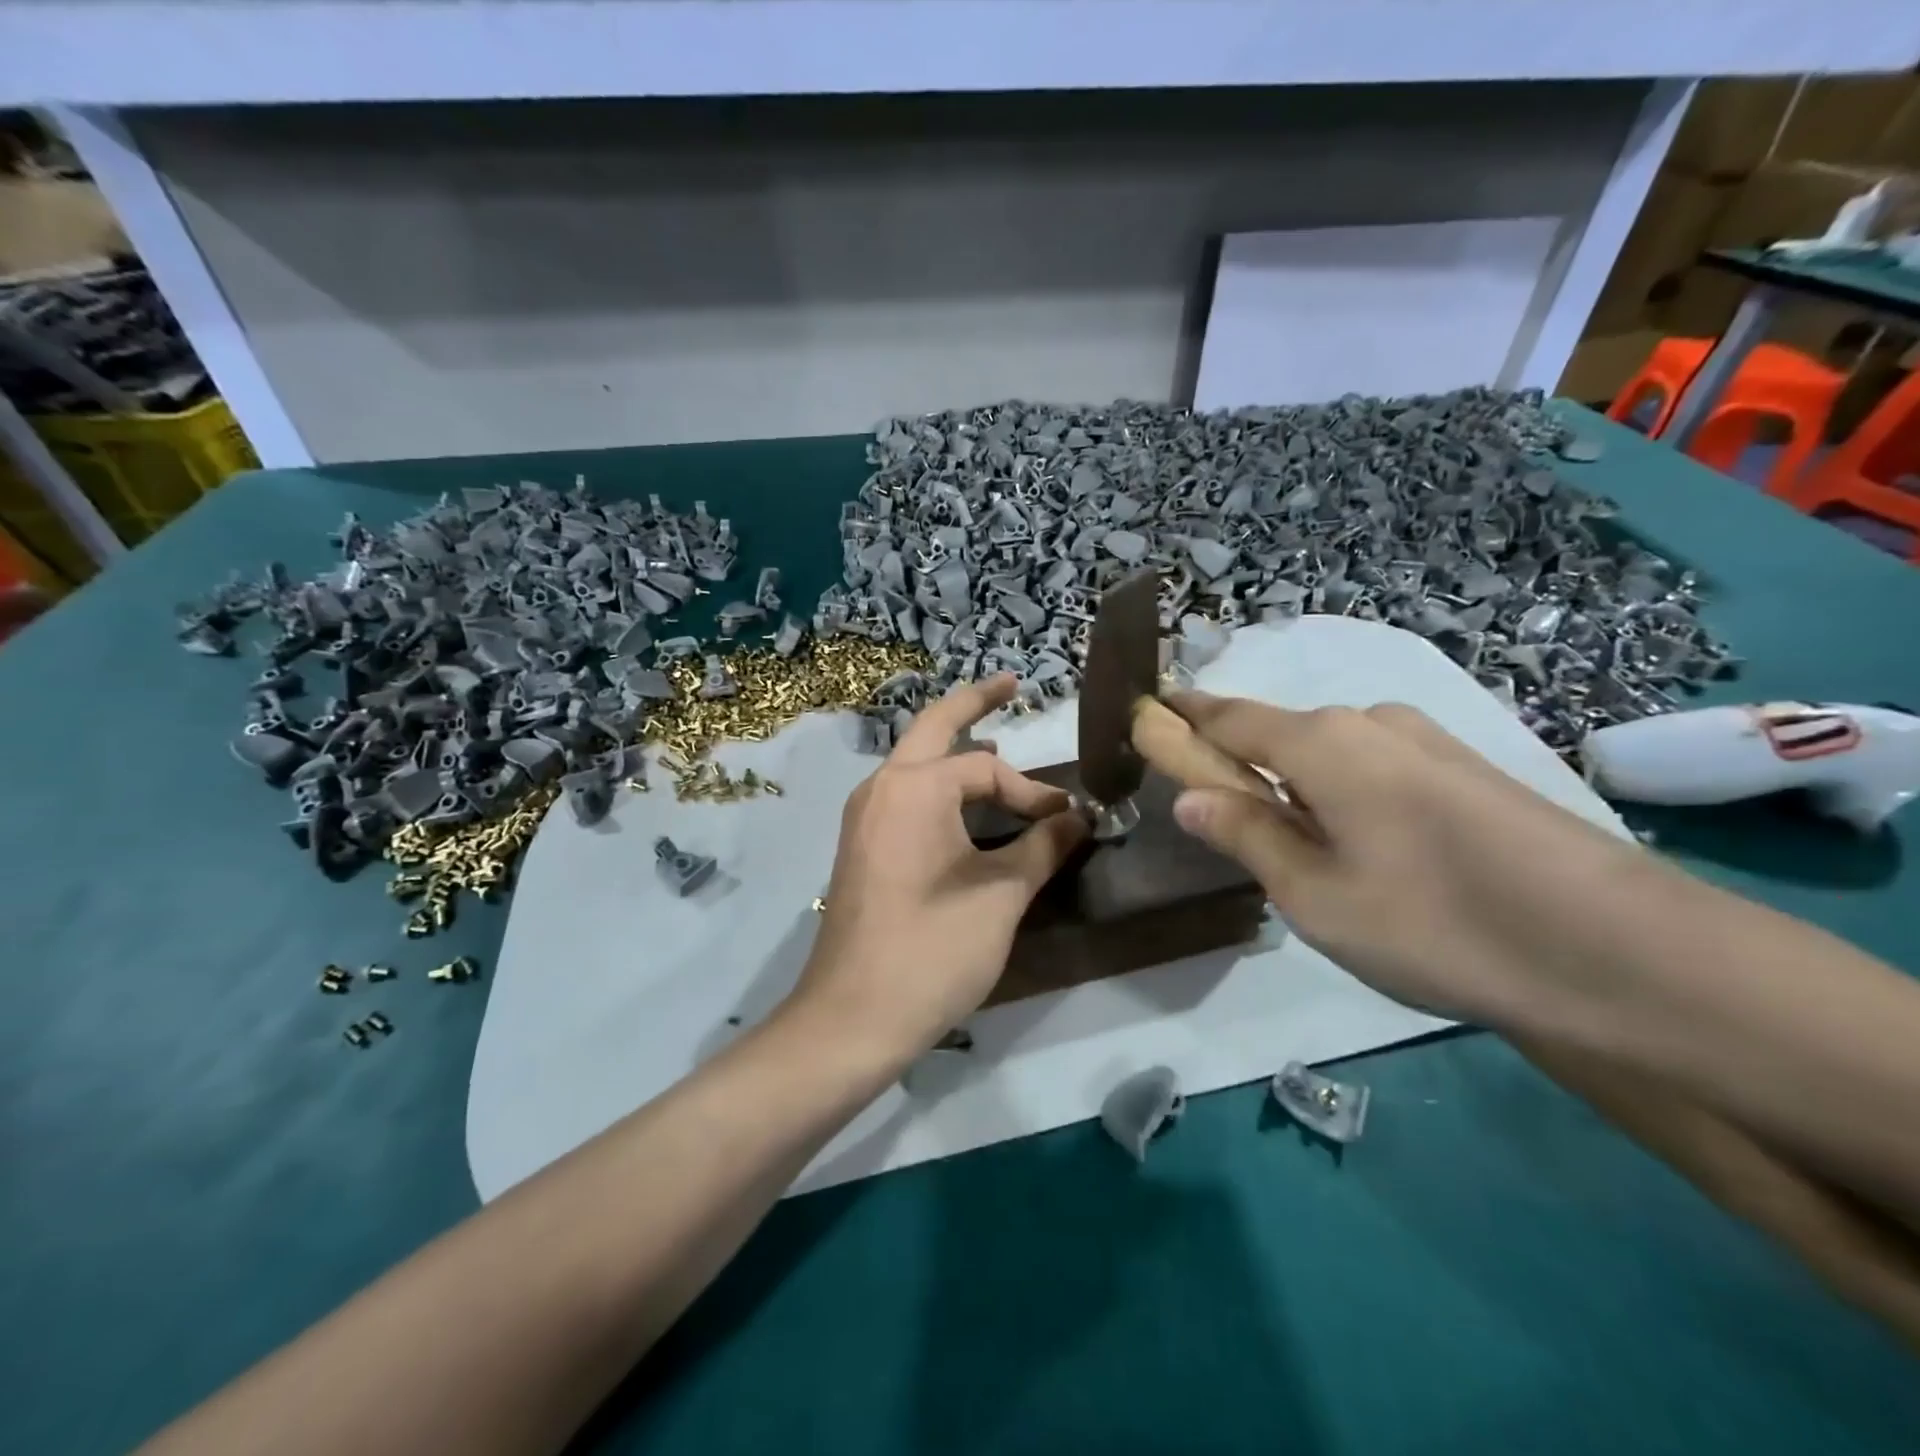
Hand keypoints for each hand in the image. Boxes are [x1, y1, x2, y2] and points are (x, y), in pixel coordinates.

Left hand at [788, 674, 1089, 1063]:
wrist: (852, 1017)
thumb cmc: (933, 950)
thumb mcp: (1002, 895)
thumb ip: (1044, 846)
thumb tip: (1081, 816)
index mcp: (914, 787)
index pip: (986, 769)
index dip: (1032, 792)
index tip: (1067, 821)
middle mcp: (882, 788)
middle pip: (933, 728)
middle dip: (974, 705)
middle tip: (1009, 684)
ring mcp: (865, 817)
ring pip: (916, 764)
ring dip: (955, 752)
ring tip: (996, 748)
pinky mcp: (861, 846)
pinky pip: (905, 796)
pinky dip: (939, 786)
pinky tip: (963, 806)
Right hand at [1166, 693, 1674, 1027]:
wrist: (1622, 954)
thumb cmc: (1436, 923)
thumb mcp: (1314, 895)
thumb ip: (1246, 834)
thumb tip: (1187, 796)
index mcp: (1320, 742)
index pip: (1226, 716)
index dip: (1181, 717)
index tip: (1145, 717)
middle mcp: (1370, 722)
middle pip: (1278, 733)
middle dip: (1241, 766)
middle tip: (1230, 829)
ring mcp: (1426, 740)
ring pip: (1329, 754)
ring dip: (1297, 786)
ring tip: (1309, 857)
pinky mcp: (1466, 767)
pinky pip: (1375, 768)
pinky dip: (1345, 794)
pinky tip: (1374, 852)